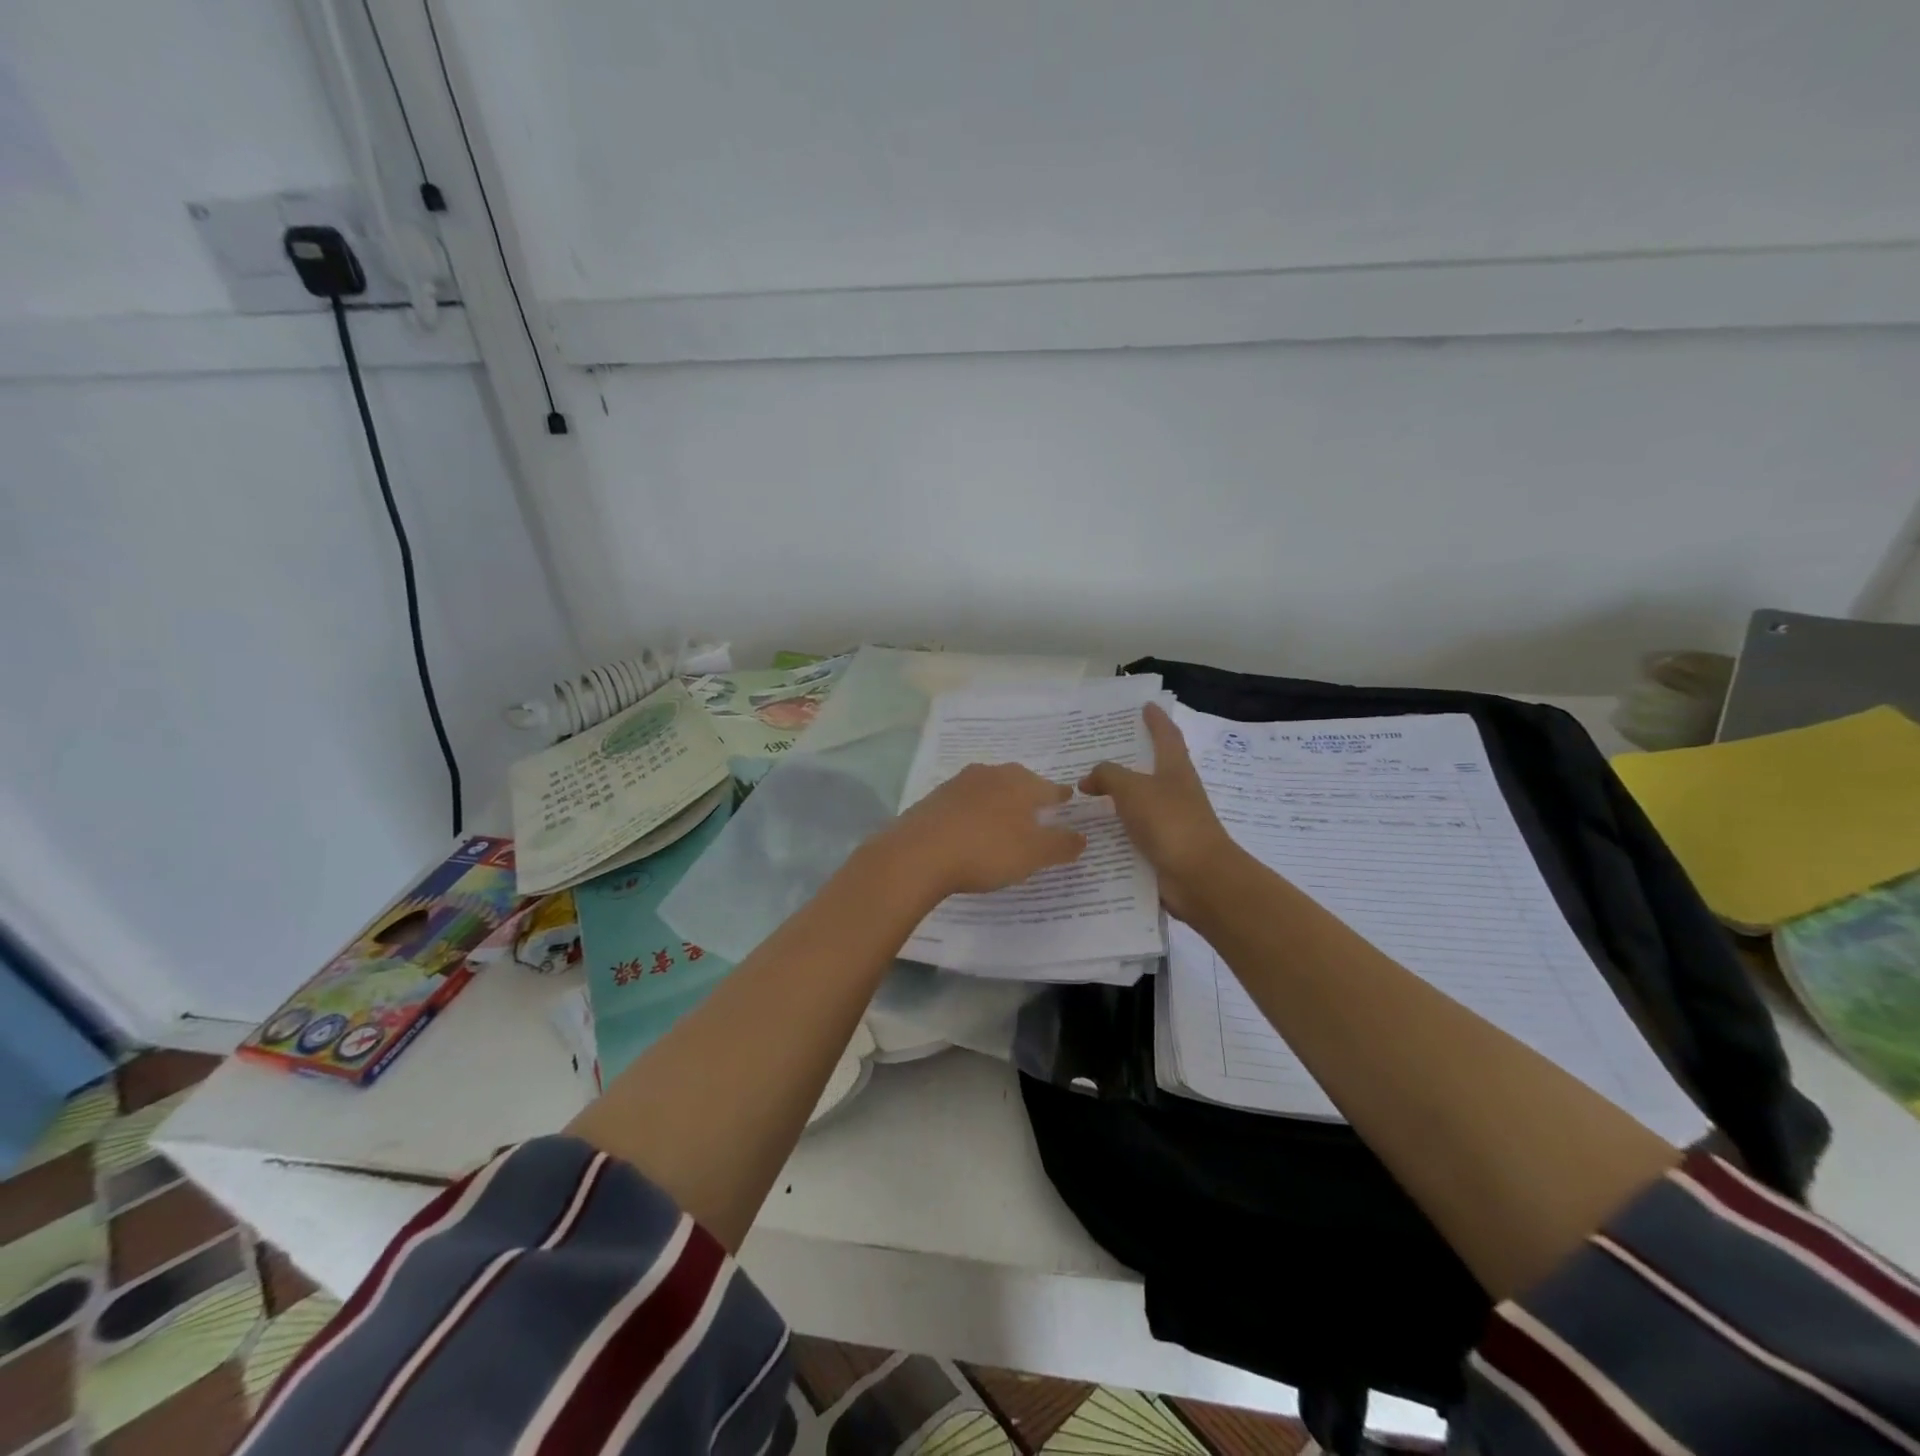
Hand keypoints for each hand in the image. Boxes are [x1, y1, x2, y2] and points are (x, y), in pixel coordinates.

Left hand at [878, 763, 1087, 898]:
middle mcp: (990, 774)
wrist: (918, 854)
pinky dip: (974, 812)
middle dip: (1029, 794)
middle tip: (1038, 809)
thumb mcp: (1033, 854)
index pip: (1049, 787)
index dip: (1061, 797)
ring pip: (989, 789)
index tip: (1068, 799)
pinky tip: (972, 828)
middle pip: (1018, 782)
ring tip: (1005, 819)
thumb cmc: (986, 850)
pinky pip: (964, 802)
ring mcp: (958, 784)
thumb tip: (1082, 836)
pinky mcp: (934, 799)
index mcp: (1019, 783)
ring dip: (999, 801)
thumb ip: (1061, 845)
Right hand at [1081, 702, 1237, 919]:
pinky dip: (1113, 831)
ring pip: (1138, 803)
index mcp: (1175, 770)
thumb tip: (1087, 780)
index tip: (1145, 706)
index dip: (1156, 720)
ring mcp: (1169, 822)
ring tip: (1082, 794)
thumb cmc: (1170, 822)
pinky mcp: (1161, 849)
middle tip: (1095, 751)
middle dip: (1127, 760)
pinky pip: (1132, 834)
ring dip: (1115, 799)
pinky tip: (1088, 833)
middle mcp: (1175, 792)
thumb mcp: (1133, 789)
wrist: (1199, 878)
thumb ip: (1107, 776)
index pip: (1166, 735)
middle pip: (1151, 769)